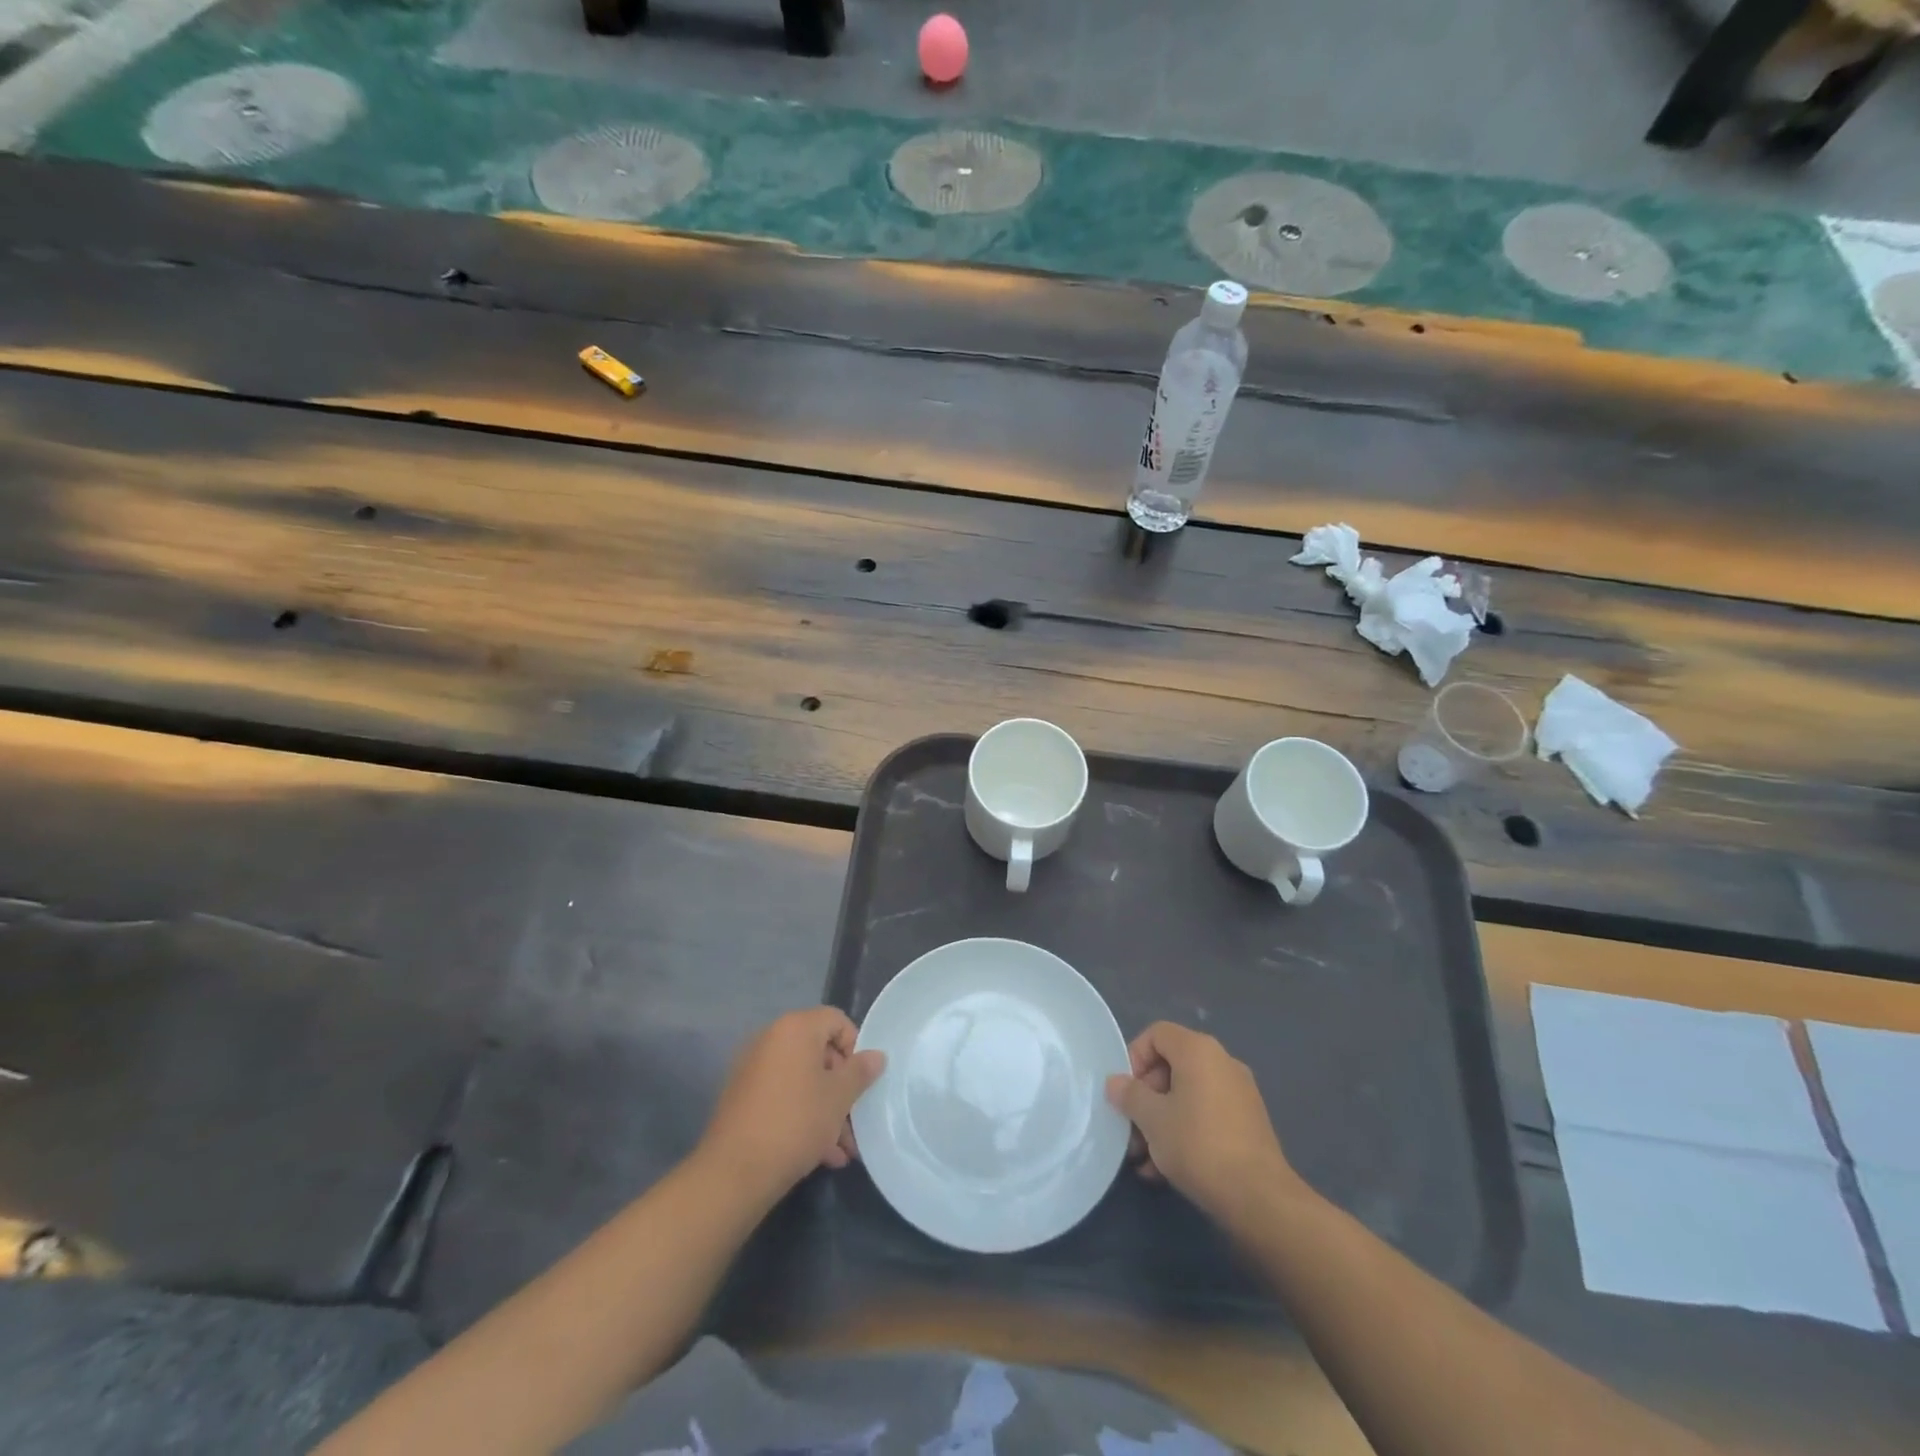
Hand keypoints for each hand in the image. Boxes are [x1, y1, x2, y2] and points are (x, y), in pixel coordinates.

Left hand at [696, 1007, 885, 1206]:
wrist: (734, 1171)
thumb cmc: (796, 1122)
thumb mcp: (838, 1097)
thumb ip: (860, 1071)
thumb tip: (877, 1055)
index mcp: (795, 1028)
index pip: (836, 1020)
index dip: (855, 1047)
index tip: (861, 1081)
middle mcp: (771, 1039)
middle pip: (819, 1052)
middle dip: (841, 1087)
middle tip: (855, 1120)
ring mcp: (753, 1069)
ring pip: (802, 1080)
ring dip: (825, 1109)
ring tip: (842, 1149)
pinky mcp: (742, 1098)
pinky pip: (782, 1097)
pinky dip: (802, 1116)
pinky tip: (821, 1155)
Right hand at [1105, 1021, 1297, 1227]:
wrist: (1259, 1198)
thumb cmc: (1198, 1145)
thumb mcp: (1152, 1119)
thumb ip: (1129, 1094)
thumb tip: (1116, 1082)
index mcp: (1199, 1050)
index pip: (1157, 1034)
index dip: (1134, 1057)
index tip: (1126, 1092)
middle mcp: (1222, 1062)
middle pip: (1171, 1066)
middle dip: (1145, 1098)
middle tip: (1132, 1130)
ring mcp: (1239, 1094)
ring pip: (1187, 1096)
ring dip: (1161, 1121)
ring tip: (1144, 1159)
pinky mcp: (1248, 1124)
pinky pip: (1206, 1115)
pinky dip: (1184, 1132)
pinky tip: (1166, 1170)